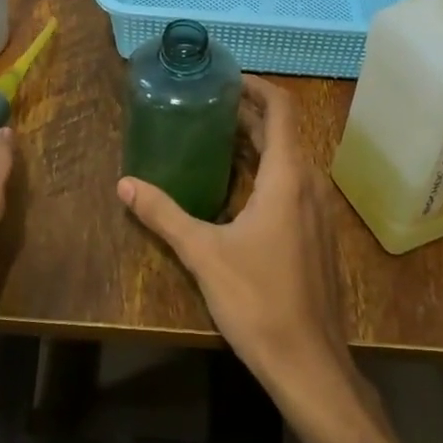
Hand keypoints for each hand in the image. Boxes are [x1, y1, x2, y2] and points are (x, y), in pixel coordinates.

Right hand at [117, 76, 354, 404]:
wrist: (310, 363)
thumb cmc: (258, 300)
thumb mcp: (202, 254)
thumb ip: (163, 214)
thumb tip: (124, 184)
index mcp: (287, 178)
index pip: (282, 109)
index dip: (257, 86)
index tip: (226, 79)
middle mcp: (309, 185)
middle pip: (283, 132)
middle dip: (248, 114)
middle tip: (207, 106)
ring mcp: (318, 212)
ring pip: (289, 160)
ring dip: (257, 143)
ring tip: (216, 139)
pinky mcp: (317, 235)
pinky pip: (293, 185)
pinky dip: (267, 171)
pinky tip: (237, 190)